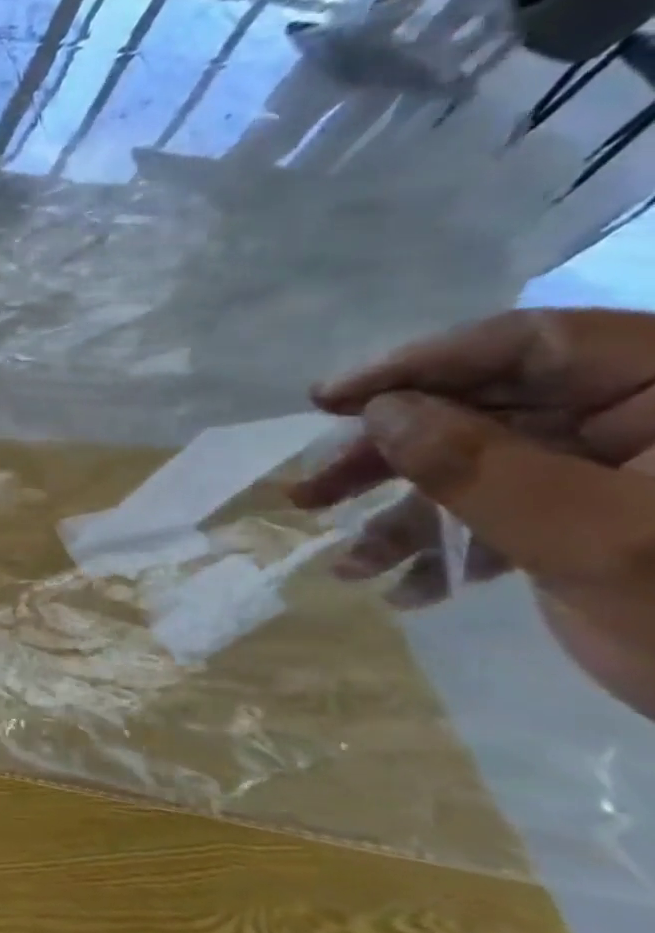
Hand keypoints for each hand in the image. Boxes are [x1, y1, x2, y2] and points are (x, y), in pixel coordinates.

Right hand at [291, 307, 654, 717]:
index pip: (529, 343)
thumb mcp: (594, 540)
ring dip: (405, 513)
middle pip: (488, 406)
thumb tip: (379, 411)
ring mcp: (626, 469)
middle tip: (312, 487)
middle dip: (391, 454)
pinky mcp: (604, 516)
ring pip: (482, 462)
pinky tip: (407, 589)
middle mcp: (651, 414)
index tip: (326, 400)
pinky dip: (450, 548)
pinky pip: (507, 511)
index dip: (416, 365)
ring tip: (347, 561)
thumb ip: (478, 465)